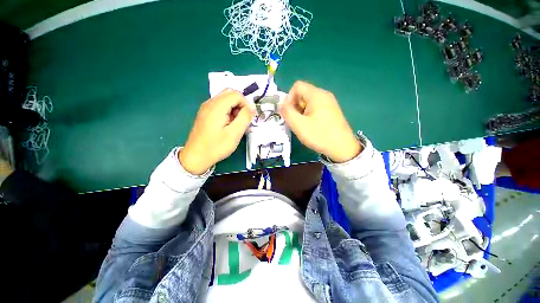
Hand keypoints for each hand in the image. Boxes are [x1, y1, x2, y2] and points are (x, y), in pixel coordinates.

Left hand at [179, 89, 254, 174]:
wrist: (196, 157)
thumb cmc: (216, 147)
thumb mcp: (234, 133)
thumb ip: (245, 117)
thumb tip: (252, 107)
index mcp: (217, 106)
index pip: (236, 94)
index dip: (246, 104)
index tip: (248, 118)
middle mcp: (210, 103)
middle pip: (230, 94)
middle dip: (240, 105)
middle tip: (241, 120)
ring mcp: (206, 108)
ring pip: (225, 99)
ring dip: (235, 108)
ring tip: (235, 124)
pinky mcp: (205, 113)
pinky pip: (220, 106)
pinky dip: (228, 111)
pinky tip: (228, 124)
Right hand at [279, 81, 361, 162]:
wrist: (342, 148)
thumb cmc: (319, 135)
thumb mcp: (299, 125)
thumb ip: (287, 112)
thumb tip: (281, 105)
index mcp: (316, 95)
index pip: (297, 86)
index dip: (288, 98)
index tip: (288, 113)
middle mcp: (324, 95)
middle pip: (302, 93)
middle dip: (294, 106)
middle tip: (294, 121)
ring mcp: (329, 103)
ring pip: (308, 102)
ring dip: (300, 112)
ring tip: (302, 125)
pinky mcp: (331, 111)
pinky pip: (315, 108)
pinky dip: (308, 114)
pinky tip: (310, 126)